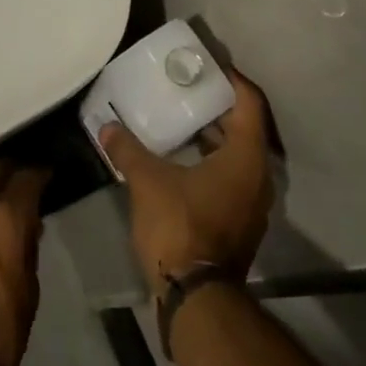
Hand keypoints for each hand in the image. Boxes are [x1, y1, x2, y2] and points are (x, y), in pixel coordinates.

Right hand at [100, 68, 273, 296]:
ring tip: (183, 122)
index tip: (209, 67)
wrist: (196, 298)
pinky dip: (214, 163)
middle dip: (220, 108)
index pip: (250, 103)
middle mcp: (259, 177)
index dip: (232, 81)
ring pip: (240, 157)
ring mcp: (253, 205)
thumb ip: (128, 150)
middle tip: (190, 90)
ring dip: (216, 138)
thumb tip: (106, 127)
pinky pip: (233, 179)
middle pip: (246, 129)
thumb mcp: (148, 181)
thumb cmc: (180, 226)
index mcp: (246, 158)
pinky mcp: (241, 224)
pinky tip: (184, 162)